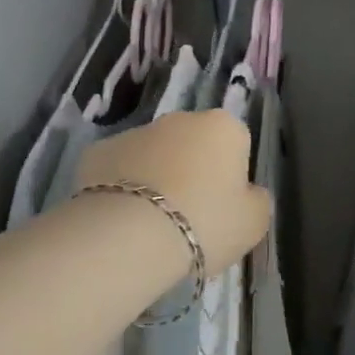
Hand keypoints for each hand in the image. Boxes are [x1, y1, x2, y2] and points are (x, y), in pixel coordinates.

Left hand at [77, 109, 270, 276]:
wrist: (129, 236)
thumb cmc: (205, 224)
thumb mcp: (253, 222)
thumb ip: (257, 200)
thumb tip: (248, 192)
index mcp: (223, 127)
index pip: (237, 144)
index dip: (231, 176)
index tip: (223, 207)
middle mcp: (179, 119)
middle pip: (193, 144)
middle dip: (191, 171)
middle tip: (188, 216)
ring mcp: (135, 131)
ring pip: (153, 154)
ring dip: (155, 177)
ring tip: (151, 223)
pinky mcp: (97, 151)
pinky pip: (118, 169)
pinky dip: (120, 187)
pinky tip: (120, 219)